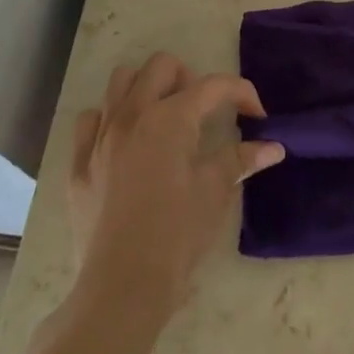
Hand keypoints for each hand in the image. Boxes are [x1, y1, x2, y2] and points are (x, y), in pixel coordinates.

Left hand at [69, 53, 284, 315]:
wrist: (121, 288)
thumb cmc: (176, 236)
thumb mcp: (215, 192)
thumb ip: (241, 160)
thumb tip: (274, 147)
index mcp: (170, 118)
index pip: (213, 86)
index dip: (242, 92)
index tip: (257, 115)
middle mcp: (133, 114)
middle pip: (162, 66)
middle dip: (189, 78)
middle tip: (203, 112)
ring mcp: (100, 136)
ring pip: (121, 81)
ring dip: (147, 88)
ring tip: (164, 118)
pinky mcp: (79, 163)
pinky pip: (91, 120)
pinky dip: (110, 119)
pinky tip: (125, 143)